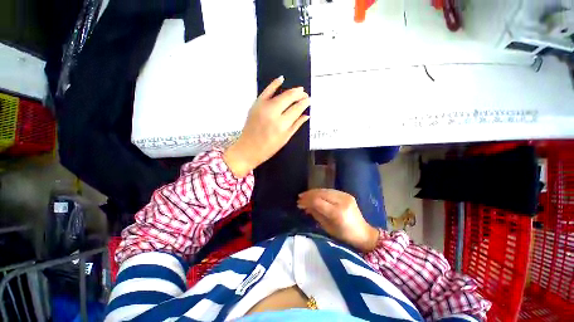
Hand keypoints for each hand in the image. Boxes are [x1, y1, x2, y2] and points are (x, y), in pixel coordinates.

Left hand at [223, 76, 309, 177]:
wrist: (247, 149)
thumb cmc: (268, 148)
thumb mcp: (285, 139)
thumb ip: (296, 125)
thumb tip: (307, 115)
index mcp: (282, 125)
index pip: (296, 109)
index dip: (304, 103)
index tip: (309, 100)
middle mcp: (273, 113)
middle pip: (289, 98)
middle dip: (299, 94)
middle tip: (305, 94)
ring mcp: (263, 107)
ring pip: (280, 94)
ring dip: (291, 91)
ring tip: (299, 90)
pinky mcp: (256, 104)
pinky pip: (266, 91)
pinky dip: (274, 84)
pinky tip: (281, 78)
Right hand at [297, 189, 379, 251]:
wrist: (363, 233)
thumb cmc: (344, 235)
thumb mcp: (327, 227)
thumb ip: (316, 214)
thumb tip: (305, 205)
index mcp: (337, 213)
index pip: (318, 201)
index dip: (307, 201)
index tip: (299, 203)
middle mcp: (342, 201)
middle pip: (321, 193)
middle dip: (308, 195)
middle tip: (300, 198)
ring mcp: (345, 196)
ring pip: (325, 190)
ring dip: (313, 192)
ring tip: (305, 195)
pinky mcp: (346, 194)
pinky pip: (330, 191)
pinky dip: (321, 192)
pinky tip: (315, 194)